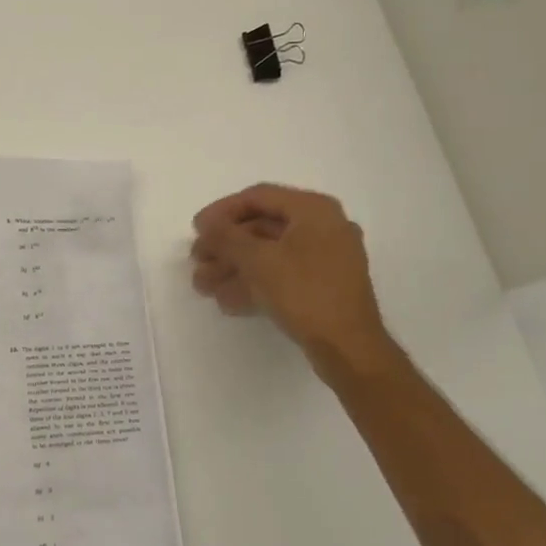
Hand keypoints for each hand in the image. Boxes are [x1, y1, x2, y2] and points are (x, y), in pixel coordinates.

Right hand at [190, 183, 400, 378]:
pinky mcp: (323, 286)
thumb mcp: (257, 260)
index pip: (258, 196)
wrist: (349, 348)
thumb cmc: (304, 293)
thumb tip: (206, 223)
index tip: (196, 229)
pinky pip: (282, 274)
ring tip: (203, 286)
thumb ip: (226, 237)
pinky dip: (254, 283)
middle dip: (225, 246)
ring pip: (269, 254)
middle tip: (197, 261)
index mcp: (314, 210)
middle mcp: (323, 227)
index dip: (222, 211)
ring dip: (233, 267)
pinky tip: (226, 301)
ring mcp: (326, 258)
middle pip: (261, 226)